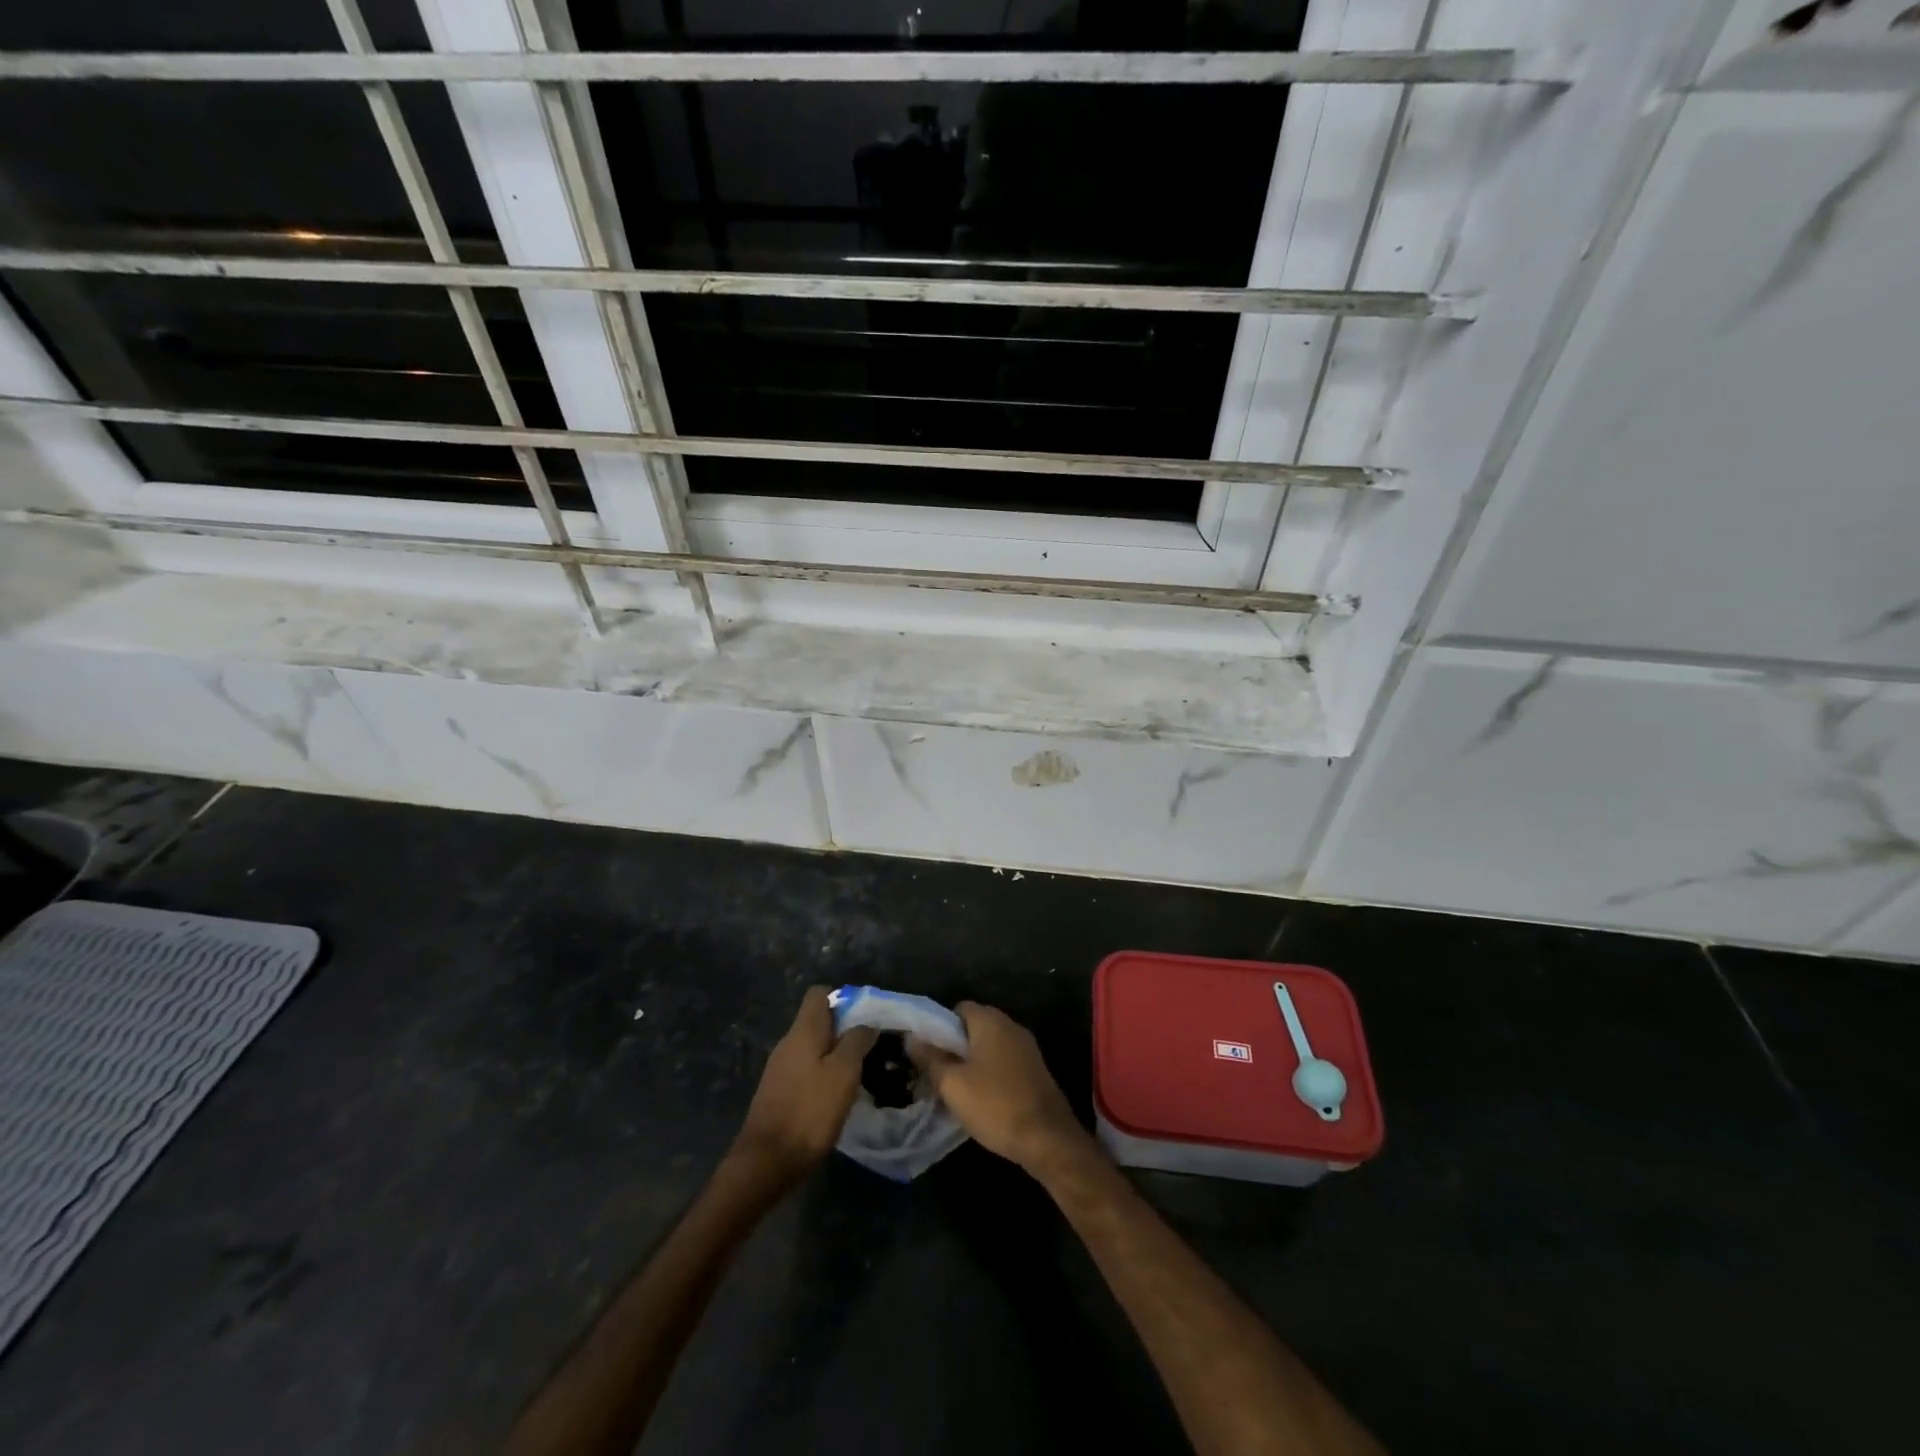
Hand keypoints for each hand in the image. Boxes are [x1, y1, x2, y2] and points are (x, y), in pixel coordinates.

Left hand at [730, 987, 875, 1187]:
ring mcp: (780, 1069)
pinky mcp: (779, 1093)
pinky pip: (807, 1070)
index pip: (819, 994)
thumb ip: (856, 1041)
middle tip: (872, 1046)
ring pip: (814, 1048)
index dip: (844, 998)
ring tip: (862, 1071)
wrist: (766, 1162)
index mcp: (802, 1031)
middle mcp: (788, 1043)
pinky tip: (839, 1095)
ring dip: (837, 1054)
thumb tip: (866, 1024)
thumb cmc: (809, 1111)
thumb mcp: (843, 1073)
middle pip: (818, 1021)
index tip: (867, 1016)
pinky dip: (824, 1075)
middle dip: (845, 1029)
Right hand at [909, 1002, 1089, 1176]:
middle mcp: (1010, 1026)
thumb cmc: (996, 1105)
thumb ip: (930, 1058)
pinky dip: (989, 1074)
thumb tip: (911, 1037)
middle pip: (974, 1027)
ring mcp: (1026, 1048)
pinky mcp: (1035, 1070)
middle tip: (937, 1073)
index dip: (939, 1027)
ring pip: (989, 1046)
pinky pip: (1004, 1062)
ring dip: (971, 1063)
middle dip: (954, 1047)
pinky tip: (981, 1099)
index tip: (928, 1052)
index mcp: (990, 1021)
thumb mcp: (952, 1084)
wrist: (1048, 1138)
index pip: (958, 1008)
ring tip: (955, 1090)